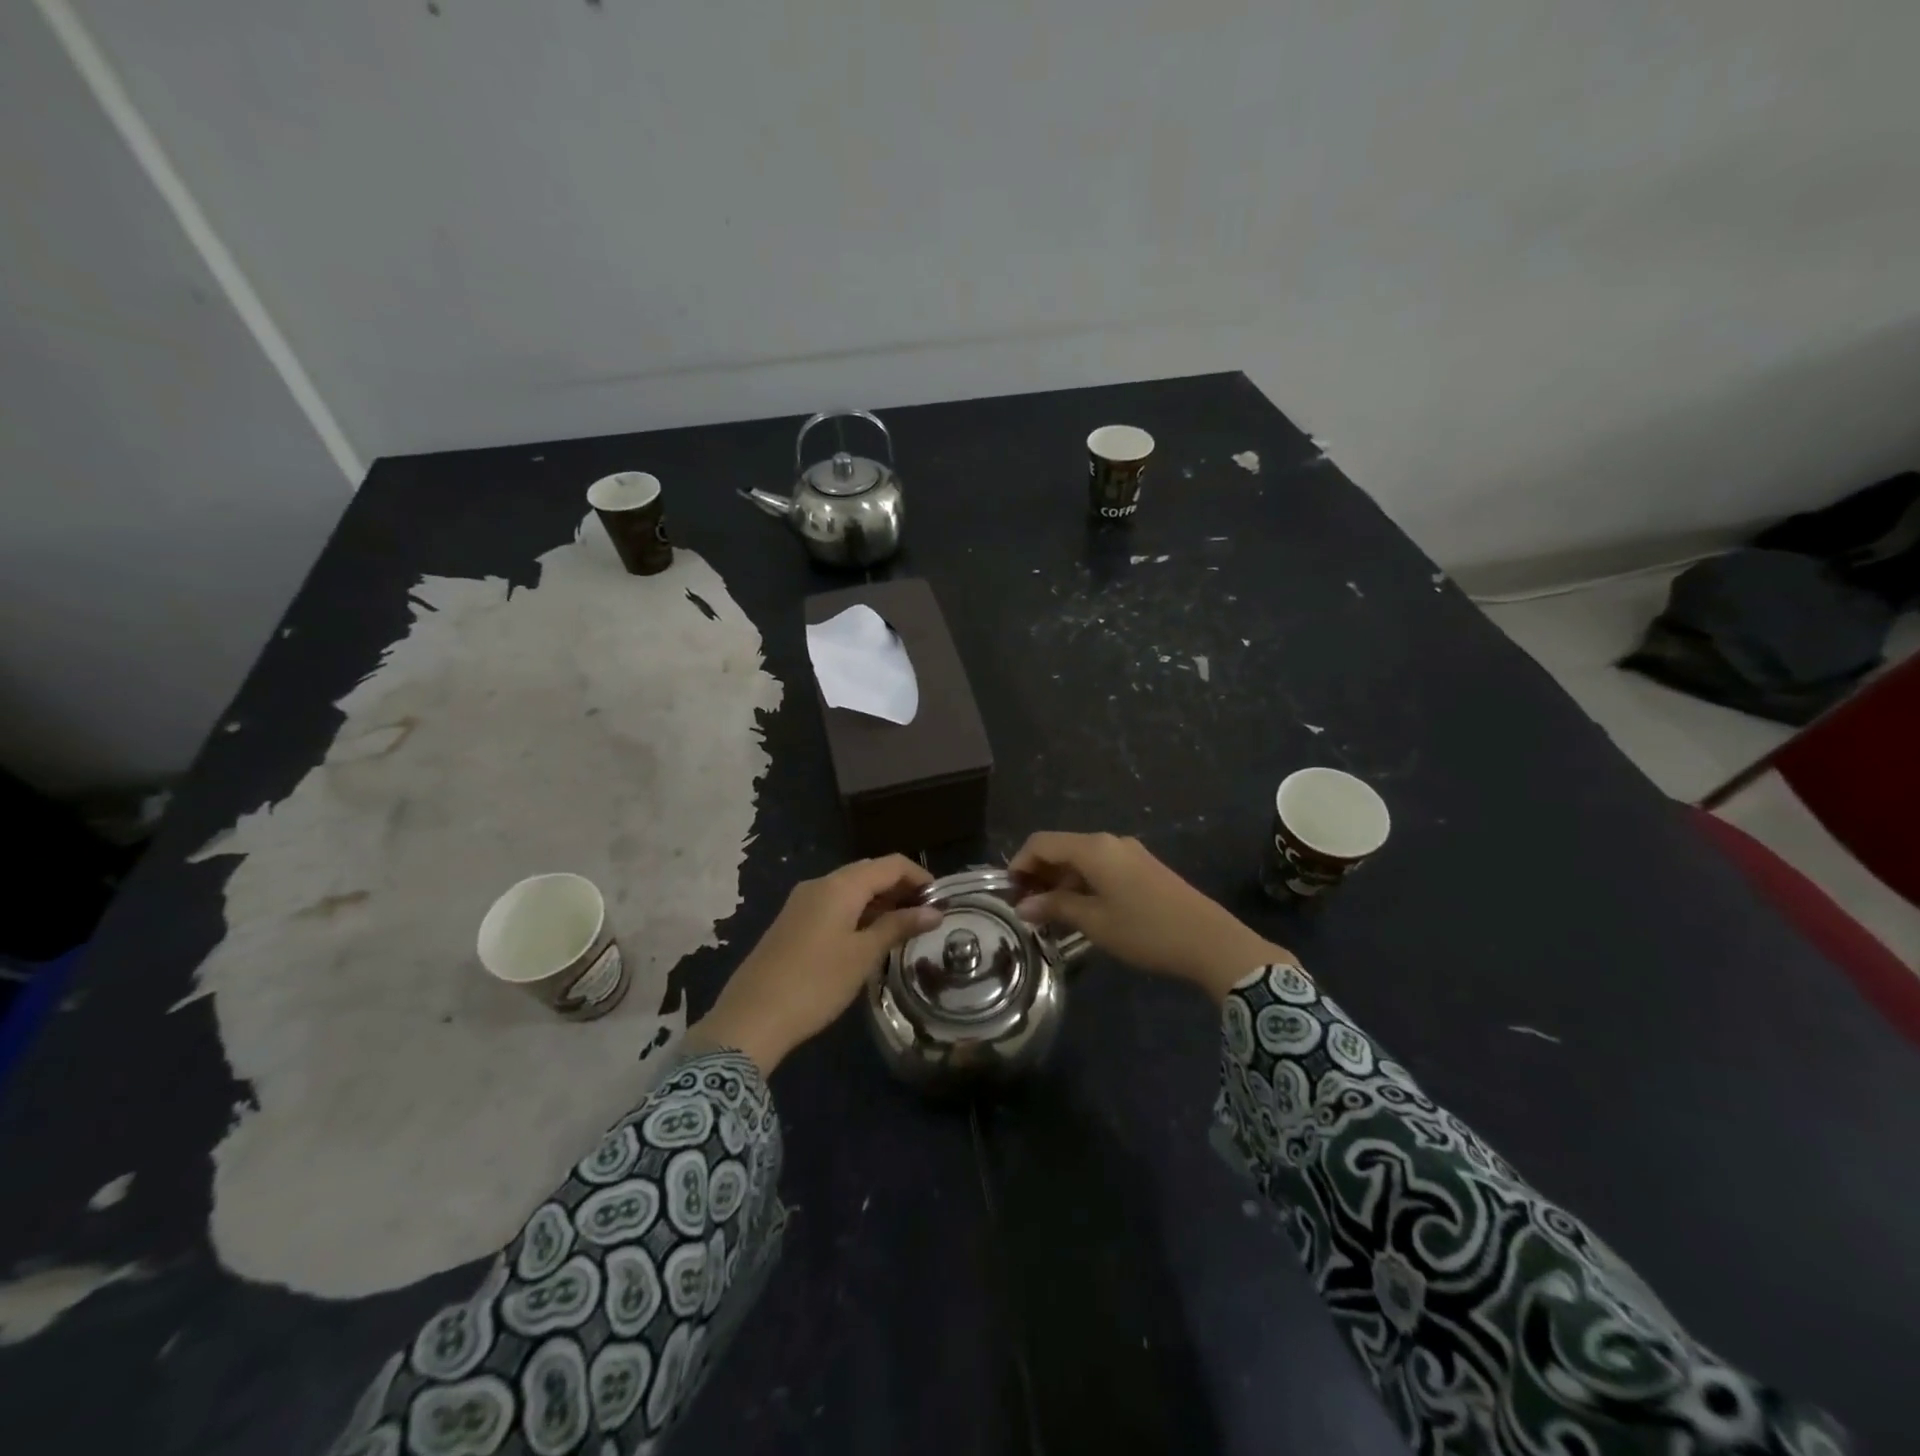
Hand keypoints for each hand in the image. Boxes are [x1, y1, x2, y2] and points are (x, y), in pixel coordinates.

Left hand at [694, 856, 940, 1073]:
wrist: (751, 1018)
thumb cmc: (816, 983)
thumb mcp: (863, 955)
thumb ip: (898, 927)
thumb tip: (933, 912)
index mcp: (840, 885)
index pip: (890, 864)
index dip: (919, 876)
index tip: (942, 900)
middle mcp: (820, 884)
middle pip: (869, 872)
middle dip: (900, 887)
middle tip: (926, 914)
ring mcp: (802, 902)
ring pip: (851, 888)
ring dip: (879, 900)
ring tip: (904, 926)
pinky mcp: (793, 921)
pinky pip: (834, 904)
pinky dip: (858, 911)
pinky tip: (870, 936)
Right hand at [1010, 832, 1296, 1000]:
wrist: (1210, 940)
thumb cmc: (1146, 930)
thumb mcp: (1095, 922)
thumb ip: (1056, 908)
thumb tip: (1023, 906)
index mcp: (1094, 849)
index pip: (1042, 843)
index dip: (1019, 864)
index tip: (1009, 893)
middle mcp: (1109, 842)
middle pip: (1061, 847)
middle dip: (1039, 874)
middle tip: (1027, 908)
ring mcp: (1129, 853)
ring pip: (1081, 859)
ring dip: (1060, 881)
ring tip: (1050, 915)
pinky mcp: (1143, 867)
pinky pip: (1101, 867)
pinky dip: (1083, 883)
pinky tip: (1081, 910)